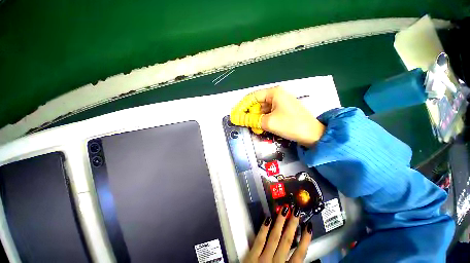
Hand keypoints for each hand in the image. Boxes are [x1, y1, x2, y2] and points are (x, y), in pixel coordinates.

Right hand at [230, 87, 324, 146]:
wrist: (313, 135)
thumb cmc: (290, 125)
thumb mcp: (268, 122)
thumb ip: (250, 119)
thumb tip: (236, 118)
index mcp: (274, 93)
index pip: (252, 97)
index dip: (242, 106)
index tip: (235, 114)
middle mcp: (277, 95)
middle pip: (257, 103)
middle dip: (250, 113)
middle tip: (243, 123)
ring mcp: (281, 103)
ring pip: (262, 109)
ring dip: (256, 118)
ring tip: (252, 127)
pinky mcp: (283, 111)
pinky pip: (269, 113)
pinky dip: (263, 120)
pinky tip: (260, 127)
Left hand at [244, 206, 312, 262]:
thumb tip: (301, 257)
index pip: (300, 255)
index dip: (305, 240)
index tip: (309, 227)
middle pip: (287, 241)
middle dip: (292, 225)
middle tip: (296, 211)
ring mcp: (263, 259)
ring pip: (274, 237)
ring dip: (280, 223)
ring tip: (285, 210)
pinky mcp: (251, 256)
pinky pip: (259, 240)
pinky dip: (264, 229)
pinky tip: (268, 218)